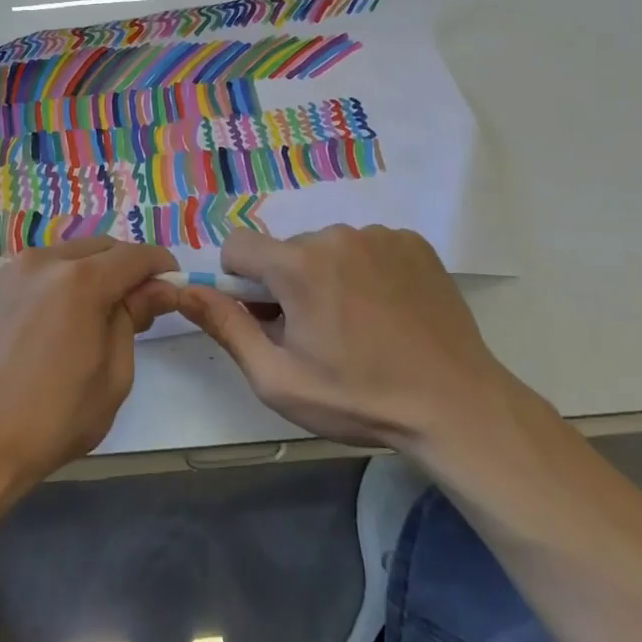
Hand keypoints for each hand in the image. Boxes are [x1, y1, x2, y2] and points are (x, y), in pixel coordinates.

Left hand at [0, 239, 179, 499]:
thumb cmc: (53, 419)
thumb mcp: (113, 375)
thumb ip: (133, 319)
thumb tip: (156, 290)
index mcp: (79, 280)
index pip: (135, 256)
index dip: (161, 267)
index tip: (174, 288)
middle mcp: (45, 260)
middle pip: (103, 248)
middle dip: (128, 268)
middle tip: (141, 308)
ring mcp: (15, 270)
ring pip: (73, 254)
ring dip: (97, 271)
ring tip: (105, 315)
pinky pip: (47, 269)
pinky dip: (68, 279)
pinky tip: (70, 317)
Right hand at [174, 226, 533, 462]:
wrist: (457, 406)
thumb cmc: (359, 398)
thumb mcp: (278, 378)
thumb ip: (225, 327)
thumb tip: (184, 291)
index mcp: (298, 265)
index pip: (237, 245)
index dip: (239, 282)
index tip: (265, 317)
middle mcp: (336, 235)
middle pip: (285, 250)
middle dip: (287, 284)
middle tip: (316, 334)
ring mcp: (380, 234)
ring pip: (326, 248)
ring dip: (326, 276)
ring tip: (357, 325)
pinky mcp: (413, 243)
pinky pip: (366, 246)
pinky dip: (364, 271)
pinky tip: (386, 311)